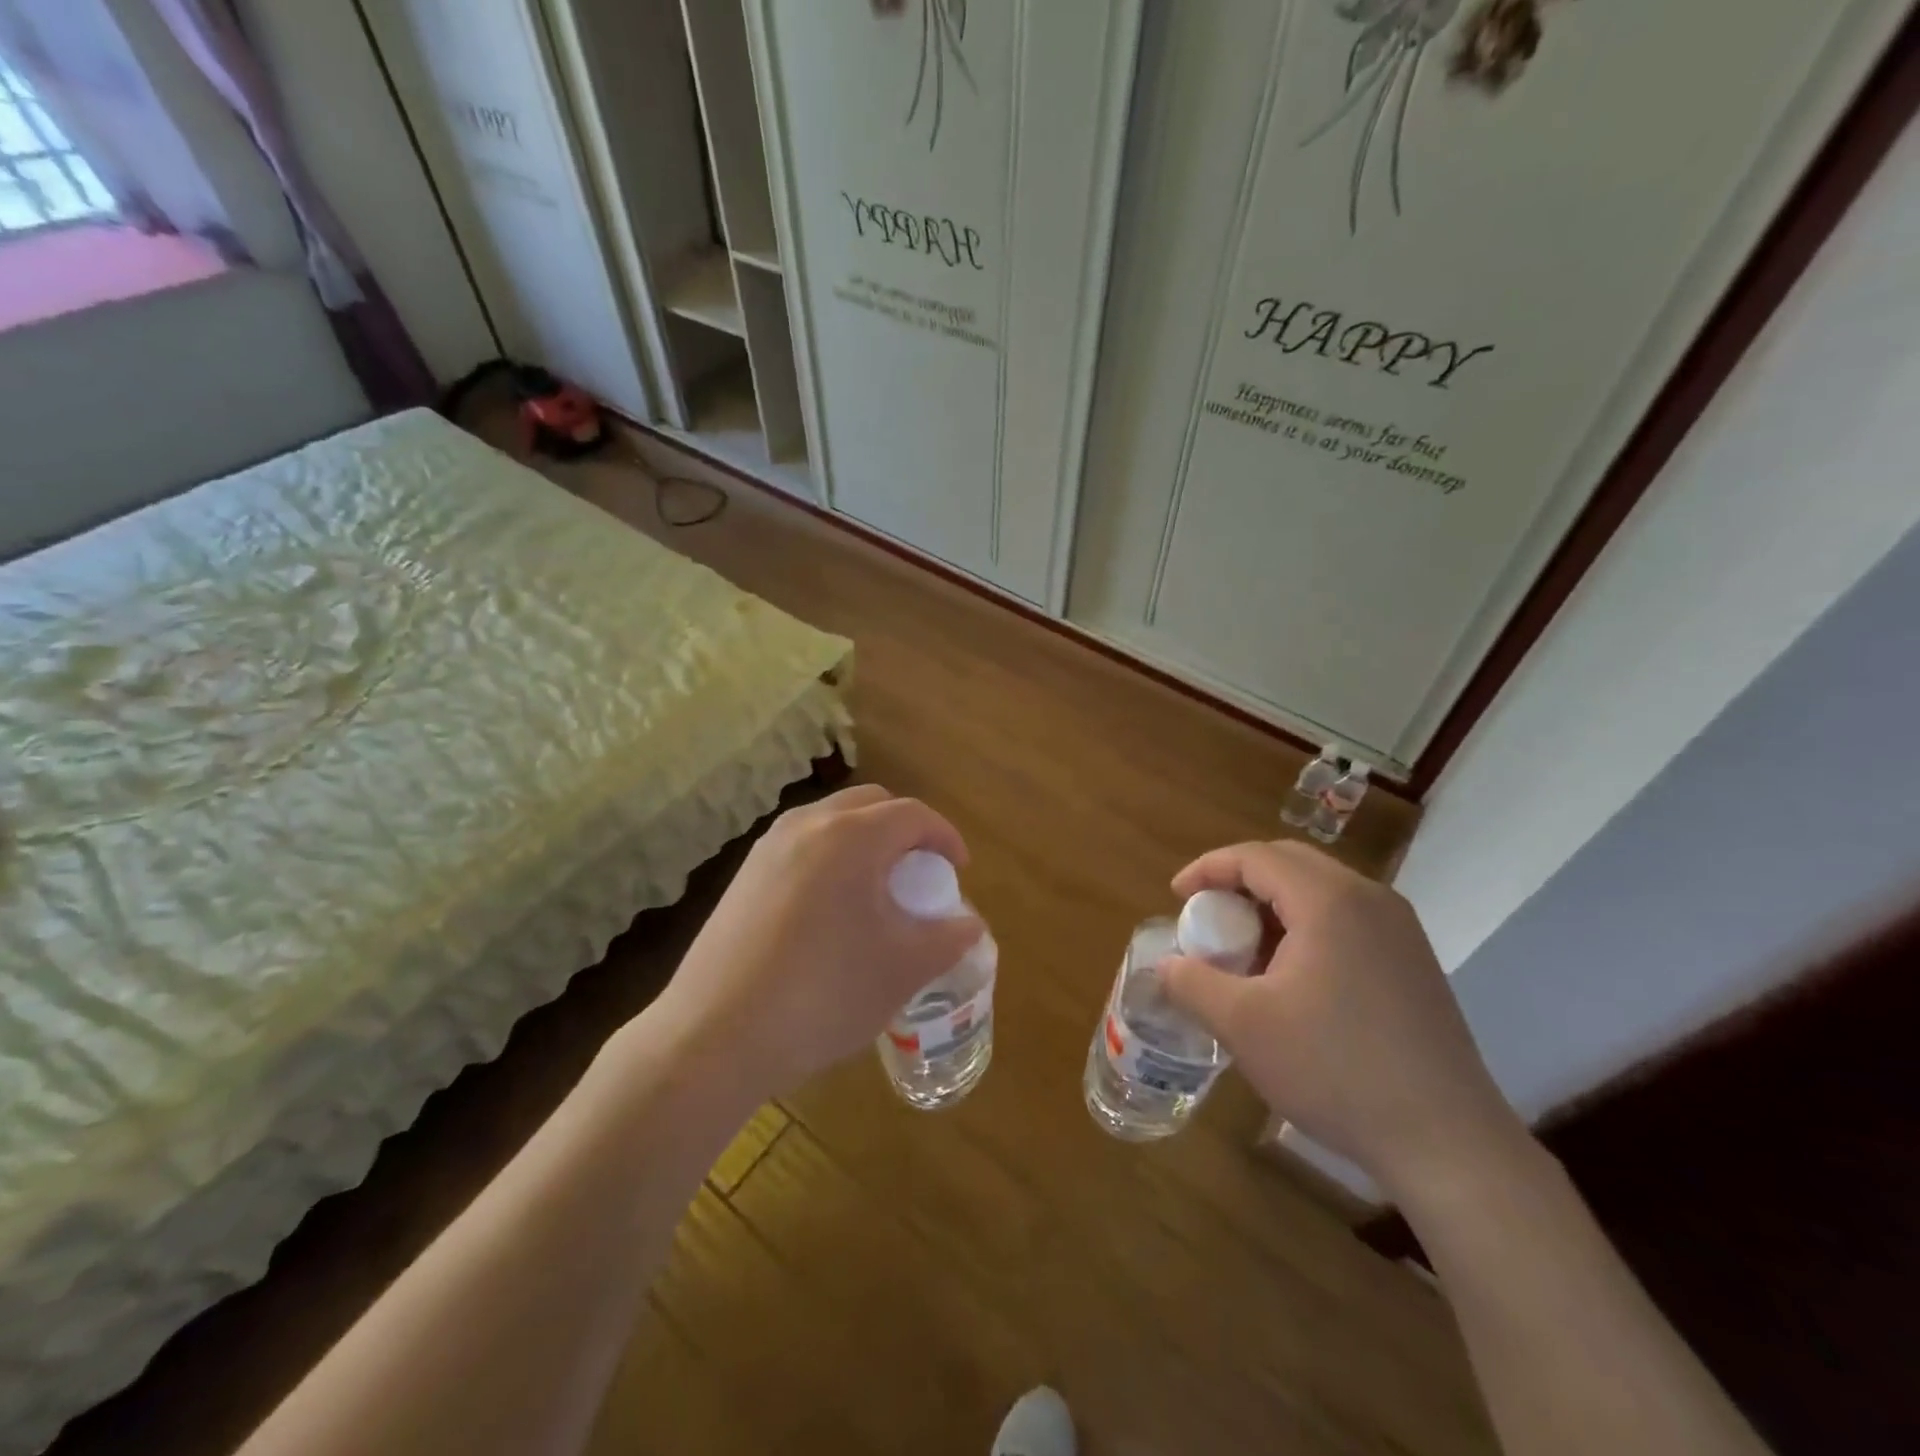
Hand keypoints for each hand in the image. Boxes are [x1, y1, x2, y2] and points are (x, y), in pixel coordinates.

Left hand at [646, 784, 984, 1099]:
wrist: (715, 1035)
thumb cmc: (823, 994)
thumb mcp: (903, 970)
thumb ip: (948, 938)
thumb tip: (968, 924)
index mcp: (852, 837)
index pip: (913, 814)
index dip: (945, 838)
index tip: (958, 871)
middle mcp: (807, 825)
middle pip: (871, 804)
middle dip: (904, 830)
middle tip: (920, 874)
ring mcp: (768, 847)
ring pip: (832, 821)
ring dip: (865, 841)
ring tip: (877, 890)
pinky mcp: (743, 875)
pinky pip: (802, 845)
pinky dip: (831, 858)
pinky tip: (831, 911)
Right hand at [1160, 840, 1526, 1199]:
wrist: (1447, 1142)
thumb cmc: (1335, 1070)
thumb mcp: (1242, 1026)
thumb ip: (1192, 983)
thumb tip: (1166, 965)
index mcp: (1329, 901)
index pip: (1256, 857)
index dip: (1208, 869)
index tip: (1176, 896)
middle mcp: (1370, 900)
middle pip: (1289, 863)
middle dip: (1239, 881)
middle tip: (1207, 917)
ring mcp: (1400, 930)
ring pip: (1320, 891)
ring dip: (1272, 905)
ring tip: (1244, 950)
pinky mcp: (1414, 962)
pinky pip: (1346, 919)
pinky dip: (1305, 927)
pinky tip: (1291, 976)